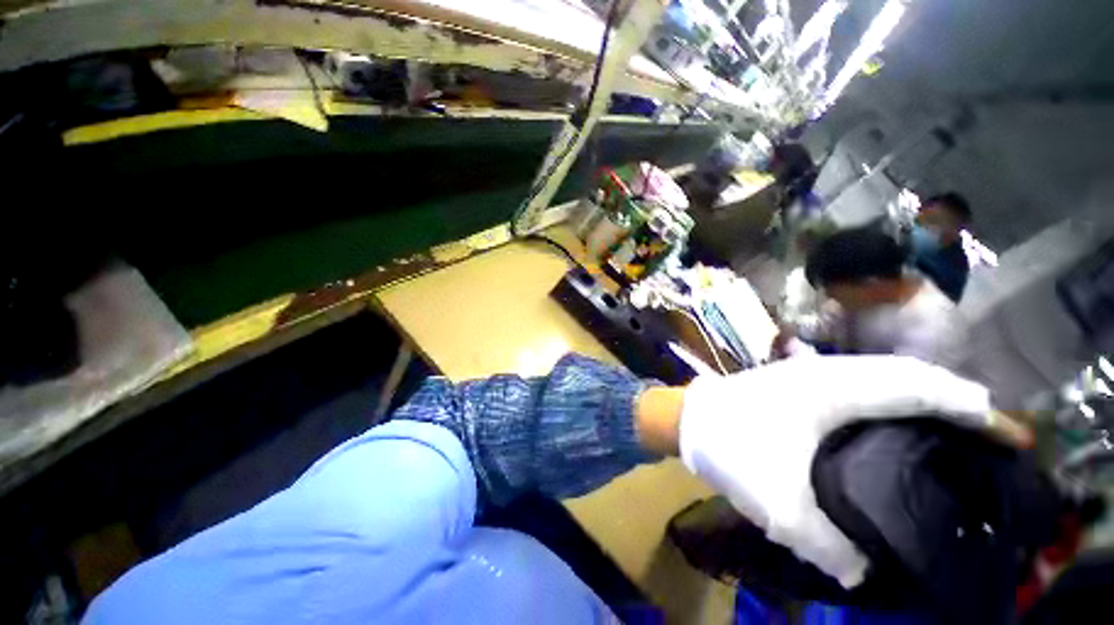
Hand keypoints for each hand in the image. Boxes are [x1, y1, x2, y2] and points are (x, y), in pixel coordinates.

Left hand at [675, 355, 1027, 587]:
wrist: (684, 417)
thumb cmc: (726, 446)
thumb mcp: (776, 503)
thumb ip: (824, 545)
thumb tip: (861, 573)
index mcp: (830, 390)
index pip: (917, 388)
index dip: (969, 407)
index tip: (1010, 433)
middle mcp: (824, 372)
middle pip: (907, 376)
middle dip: (955, 399)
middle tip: (992, 433)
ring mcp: (807, 373)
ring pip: (882, 375)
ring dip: (923, 394)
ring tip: (958, 425)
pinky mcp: (796, 383)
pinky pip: (859, 382)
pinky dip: (891, 395)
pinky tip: (895, 421)